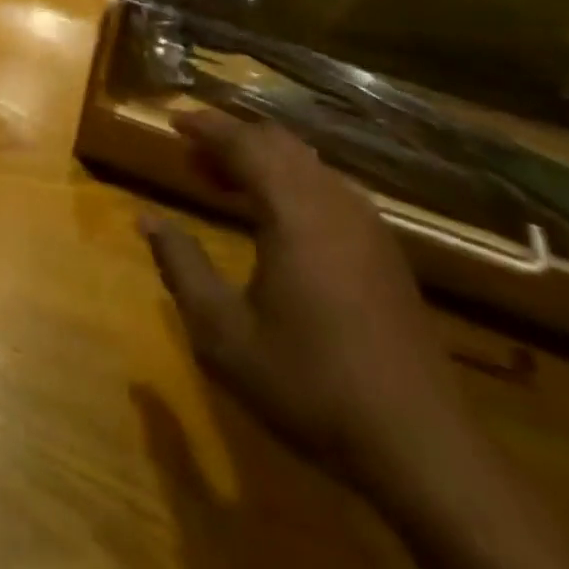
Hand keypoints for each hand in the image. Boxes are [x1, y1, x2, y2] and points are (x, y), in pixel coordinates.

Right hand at [140, 109, 469, 494]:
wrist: (422, 448)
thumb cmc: (310, 382)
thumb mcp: (224, 333)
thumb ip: (182, 266)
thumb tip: (146, 218)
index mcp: (294, 209)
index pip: (244, 143)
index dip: (206, 127)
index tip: (173, 120)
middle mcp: (334, 201)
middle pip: (278, 143)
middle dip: (232, 138)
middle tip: (192, 152)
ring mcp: (367, 225)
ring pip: (307, 164)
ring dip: (262, 160)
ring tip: (224, 180)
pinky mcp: (385, 251)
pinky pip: (328, 189)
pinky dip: (291, 182)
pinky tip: (276, 217)